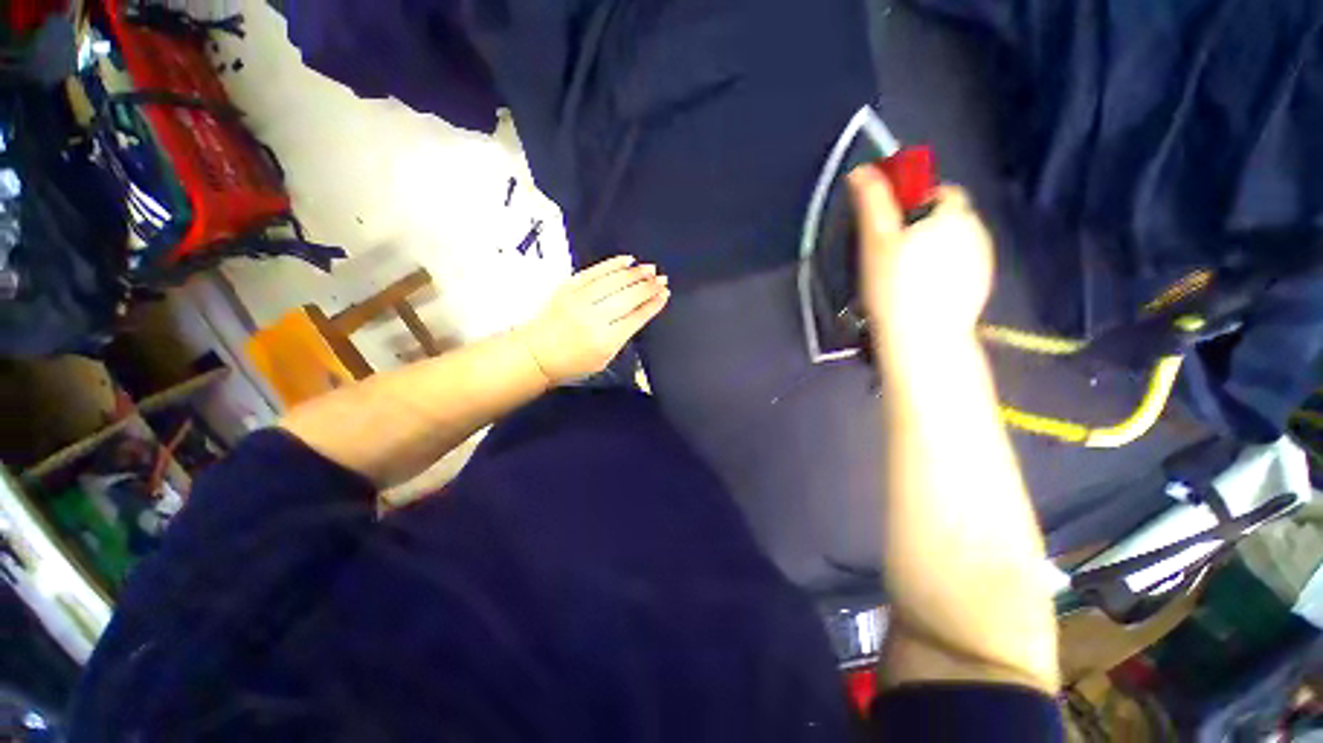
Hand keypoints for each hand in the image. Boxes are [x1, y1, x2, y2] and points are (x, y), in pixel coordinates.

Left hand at [519, 256, 669, 384]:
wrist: (535, 354)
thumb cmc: (572, 363)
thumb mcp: (603, 359)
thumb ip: (622, 337)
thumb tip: (639, 313)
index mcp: (606, 341)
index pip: (637, 317)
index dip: (653, 304)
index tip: (665, 294)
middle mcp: (594, 318)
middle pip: (628, 297)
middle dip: (648, 287)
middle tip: (662, 279)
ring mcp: (579, 300)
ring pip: (614, 281)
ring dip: (635, 273)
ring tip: (650, 269)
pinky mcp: (567, 288)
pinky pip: (594, 272)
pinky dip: (612, 264)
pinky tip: (627, 260)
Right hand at [848, 166, 993, 344]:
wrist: (922, 339)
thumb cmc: (894, 286)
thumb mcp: (876, 241)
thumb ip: (872, 202)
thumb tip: (861, 170)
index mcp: (952, 214)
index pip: (940, 191)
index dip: (915, 202)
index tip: (892, 226)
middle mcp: (975, 230)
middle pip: (948, 217)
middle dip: (923, 226)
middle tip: (893, 254)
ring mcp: (982, 260)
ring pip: (954, 242)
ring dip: (933, 248)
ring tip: (905, 276)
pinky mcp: (980, 285)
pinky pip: (960, 265)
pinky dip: (944, 270)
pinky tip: (923, 291)